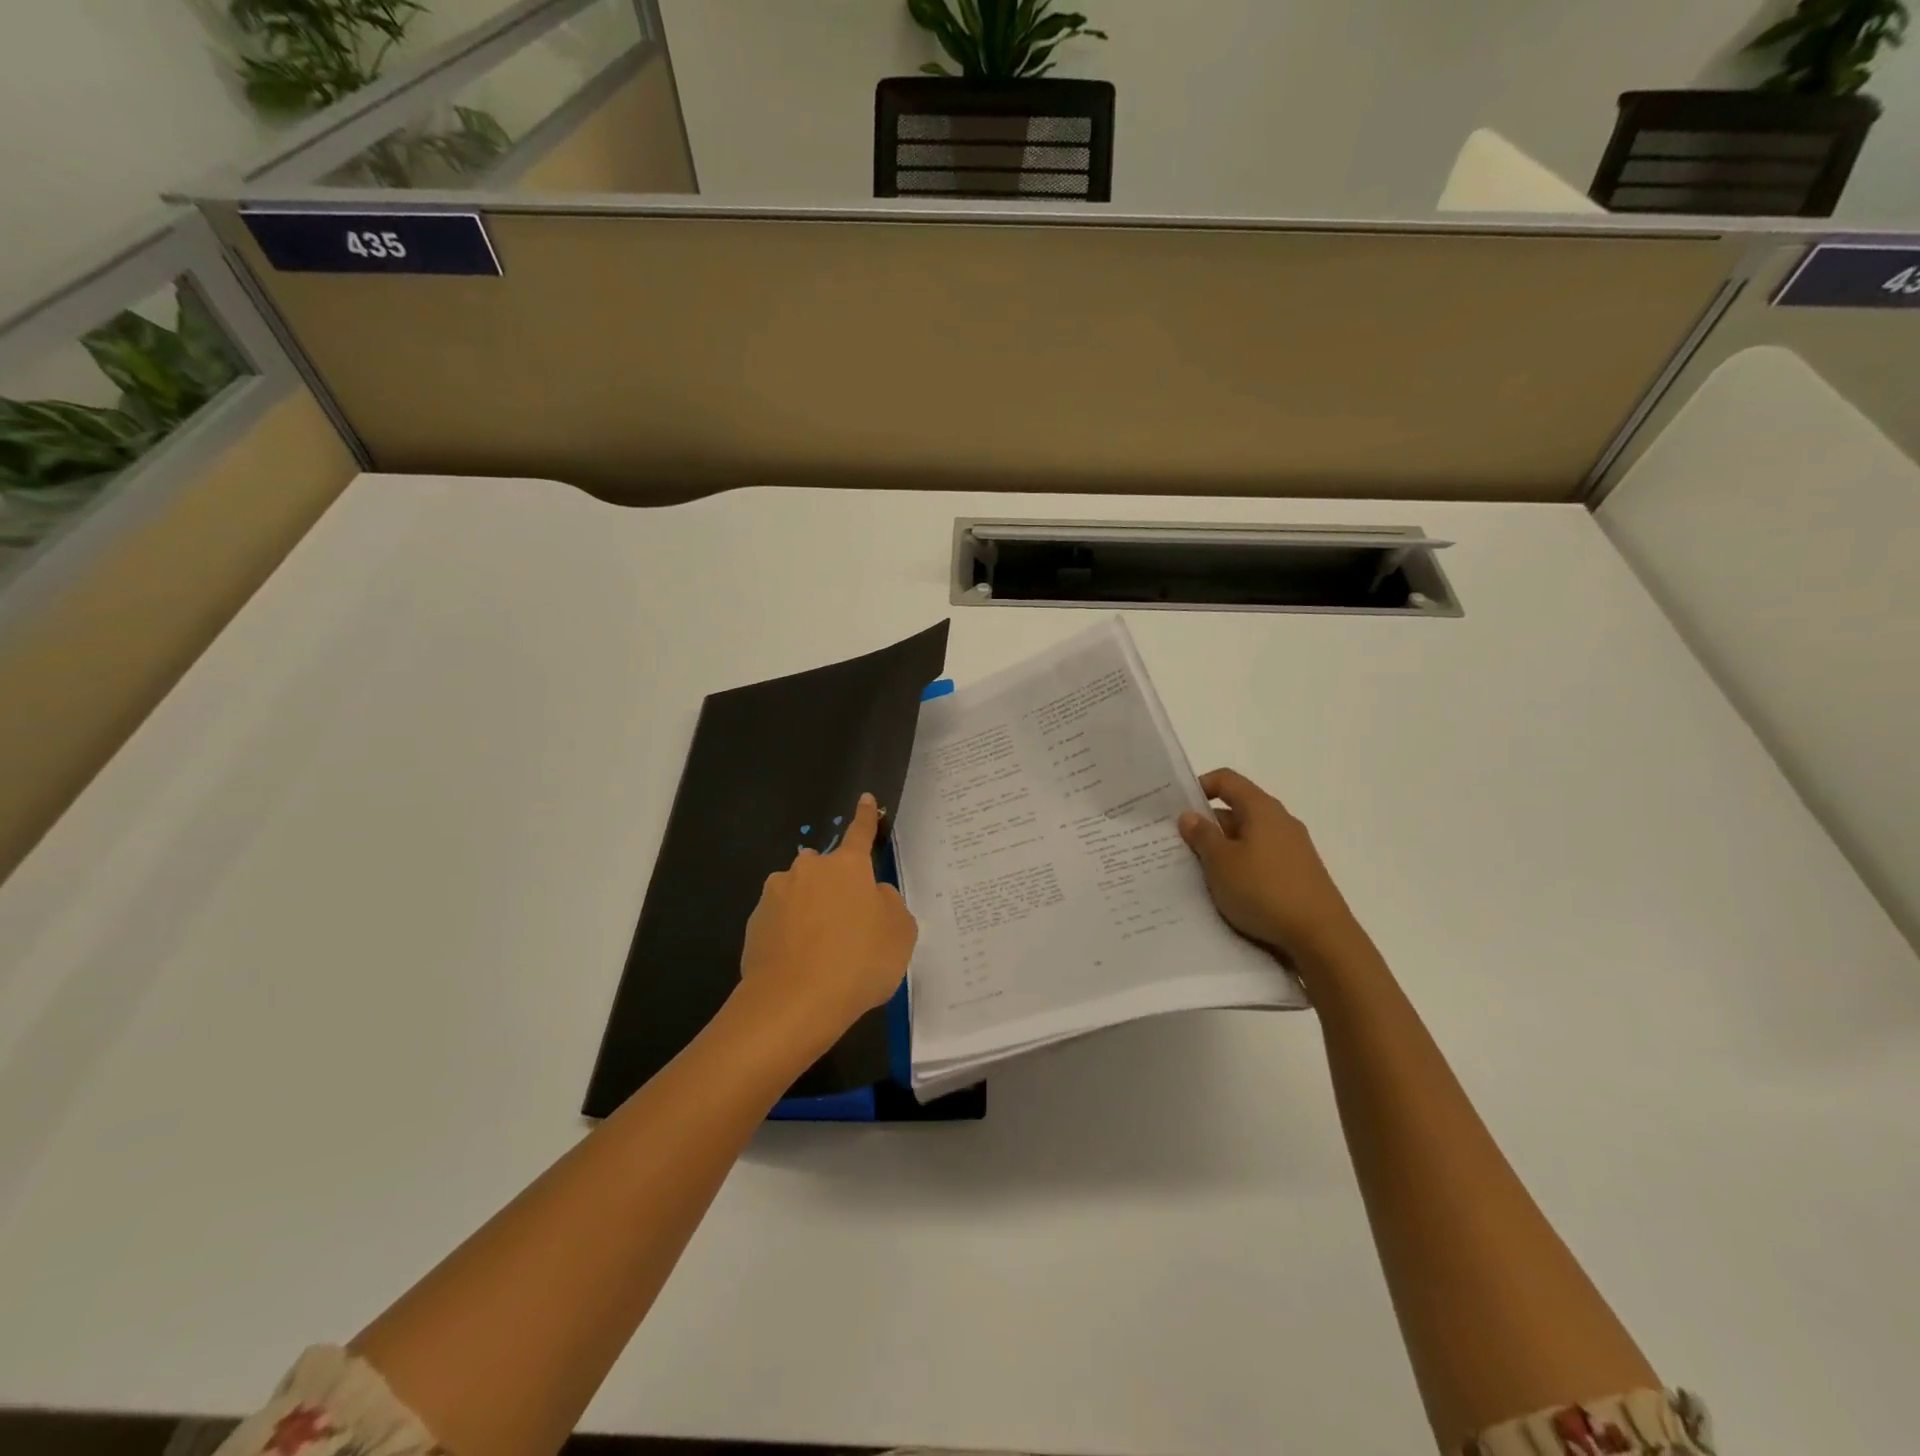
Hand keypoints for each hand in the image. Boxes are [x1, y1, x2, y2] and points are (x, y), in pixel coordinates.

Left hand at [738, 792, 917, 1044]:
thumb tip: (874, 895)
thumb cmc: (858, 962)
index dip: (866, 816)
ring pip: (800, 895)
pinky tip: (801, 964)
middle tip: (848, 925)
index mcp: (848, 866)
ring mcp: (776, 895)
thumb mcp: (899, 934)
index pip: (860, 833)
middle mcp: (809, 870)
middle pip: (826, 870)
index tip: (866, 798)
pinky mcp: (755, 924)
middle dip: (835, 887)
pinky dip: (791, 934)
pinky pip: (781, 921)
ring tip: (822, 952)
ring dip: (811, 911)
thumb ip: (890, 905)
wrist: (793, 1003)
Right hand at [1177, 768, 1365, 970]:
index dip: (1200, 786)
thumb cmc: (1264, 890)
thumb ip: (1202, 835)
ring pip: (1247, 839)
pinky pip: (1260, 860)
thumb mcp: (1221, 862)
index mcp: (1262, 809)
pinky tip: (1226, 891)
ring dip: (1222, 850)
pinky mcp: (1297, 875)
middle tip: (1178, 845)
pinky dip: (1240, 868)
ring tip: (1196, 871)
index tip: (1177, 808)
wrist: (1321, 937)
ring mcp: (1292, 849)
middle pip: (1236, 810)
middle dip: (1206, 825)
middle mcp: (1280, 822)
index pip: (1227, 780)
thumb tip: (1189, 815)